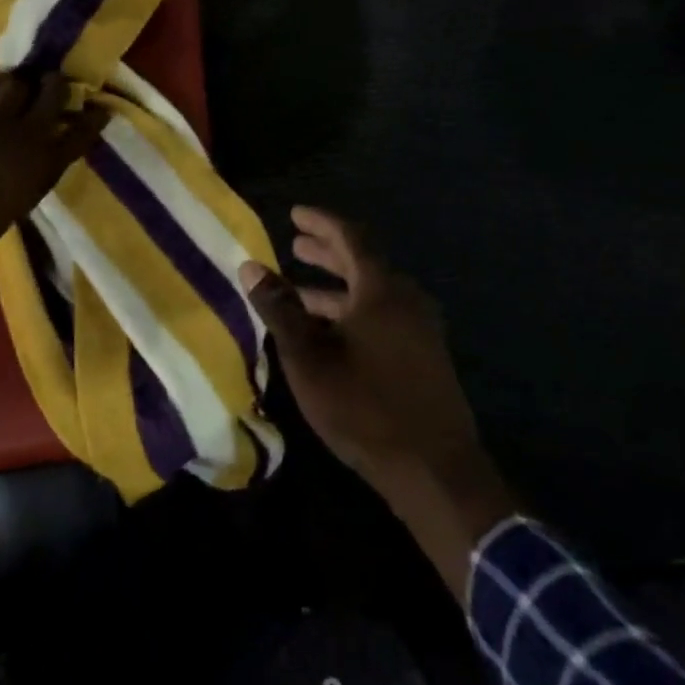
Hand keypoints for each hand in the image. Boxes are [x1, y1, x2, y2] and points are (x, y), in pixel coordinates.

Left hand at [0, 73, 108, 301]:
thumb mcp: (23, 199)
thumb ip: (33, 173)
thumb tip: (31, 159)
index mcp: (47, 163)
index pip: (81, 134)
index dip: (93, 119)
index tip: (99, 109)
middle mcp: (29, 134)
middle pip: (52, 93)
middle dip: (53, 82)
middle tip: (49, 80)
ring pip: (13, 84)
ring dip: (10, 84)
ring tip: (5, 87)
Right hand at [240, 207, 515, 599]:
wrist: (434, 470)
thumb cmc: (364, 406)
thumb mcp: (308, 357)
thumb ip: (279, 308)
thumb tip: (250, 266)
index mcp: (382, 290)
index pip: (350, 238)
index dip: (321, 223)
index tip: (295, 214)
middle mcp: (406, 300)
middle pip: (363, 263)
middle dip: (326, 253)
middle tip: (295, 245)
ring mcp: (420, 330)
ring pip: (371, 294)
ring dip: (335, 288)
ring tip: (299, 292)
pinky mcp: (424, 357)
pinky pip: (383, 317)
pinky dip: (352, 311)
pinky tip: (327, 332)